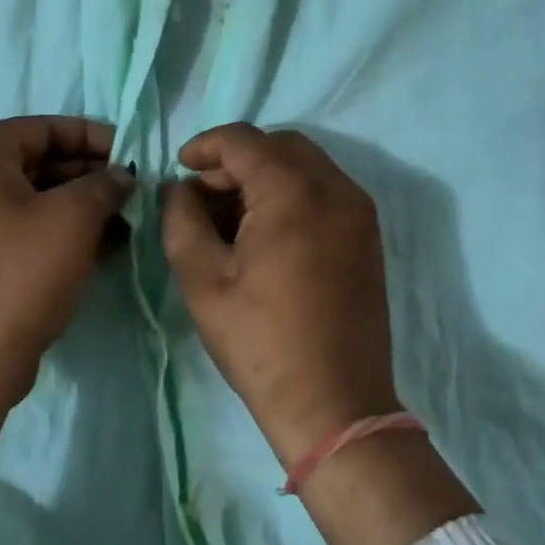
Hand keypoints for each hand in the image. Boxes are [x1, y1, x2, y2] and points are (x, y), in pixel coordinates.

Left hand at [0, 116, 131, 538]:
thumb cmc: (21, 276)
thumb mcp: (73, 220)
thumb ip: (102, 184)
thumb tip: (120, 175)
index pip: (39, 128)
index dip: (90, 136)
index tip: (128, 151)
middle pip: (31, 161)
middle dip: (84, 173)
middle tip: (127, 187)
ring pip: (24, 197)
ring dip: (73, 203)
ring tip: (120, 218)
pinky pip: (12, 226)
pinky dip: (50, 228)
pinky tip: (94, 244)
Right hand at [160, 124, 401, 468]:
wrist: (335, 404)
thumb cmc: (261, 341)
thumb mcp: (203, 279)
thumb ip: (181, 220)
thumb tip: (176, 188)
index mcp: (294, 192)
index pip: (243, 140)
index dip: (205, 146)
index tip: (179, 169)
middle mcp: (336, 188)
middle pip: (279, 145)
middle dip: (237, 159)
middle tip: (204, 194)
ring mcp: (359, 212)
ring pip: (305, 165)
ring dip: (265, 175)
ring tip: (231, 217)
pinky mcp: (368, 236)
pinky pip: (325, 191)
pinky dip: (292, 193)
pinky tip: (266, 232)